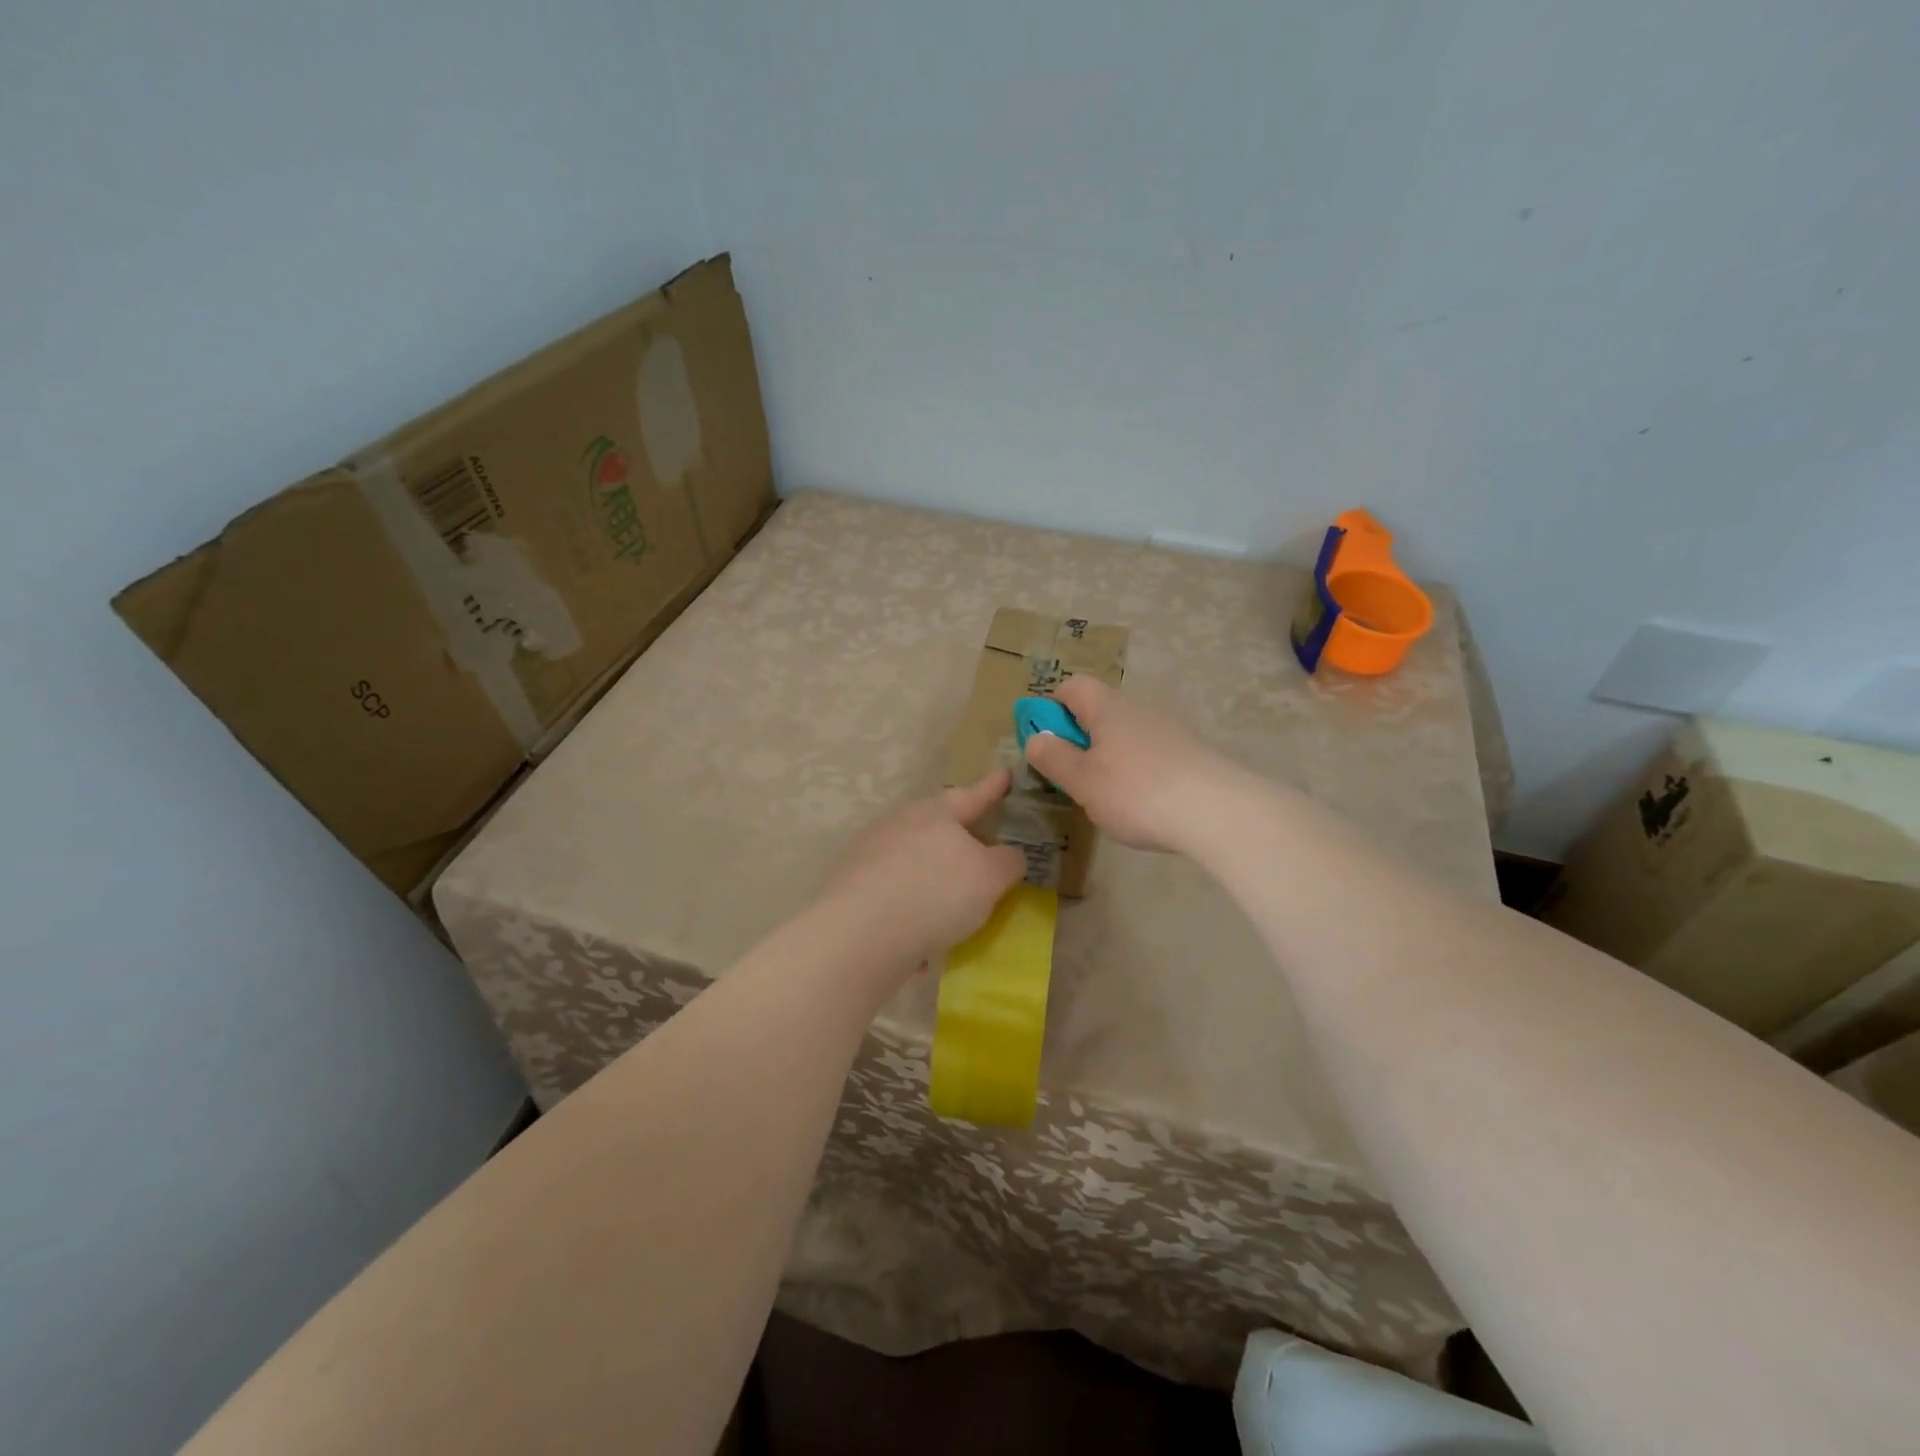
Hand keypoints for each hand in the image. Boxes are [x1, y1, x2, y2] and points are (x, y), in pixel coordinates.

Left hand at [824, 770, 1026, 965]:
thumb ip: (1006, 862)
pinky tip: (922, 942)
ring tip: (953, 903)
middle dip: (958, 835)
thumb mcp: (990, 876)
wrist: (861, 932)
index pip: (972, 796)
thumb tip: (1009, 856)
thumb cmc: (936, 891)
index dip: (992, 788)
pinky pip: (894, 896)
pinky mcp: (852, 891)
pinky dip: (912, 910)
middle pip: (936, 825)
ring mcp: (870, 856)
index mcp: (934, 814)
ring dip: (932, 877)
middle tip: (980, 845)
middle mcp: (899, 826)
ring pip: (911, 861)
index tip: (1005, 774)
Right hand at [1023, 677, 1234, 853]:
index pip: (1073, 686)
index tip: (1044, 741)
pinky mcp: (1191, 755)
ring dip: (1109, 757)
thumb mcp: (1082, 781)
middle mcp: (1140, 709)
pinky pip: (1152, 754)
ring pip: (1126, 735)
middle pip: (1100, 711)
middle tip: (1072, 777)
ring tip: (1107, 797)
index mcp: (1108, 708)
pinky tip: (1143, 804)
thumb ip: (1054, 758)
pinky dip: (1138, 771)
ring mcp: (1170, 730)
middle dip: (1080, 739)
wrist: (1218, 812)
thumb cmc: (1137, 792)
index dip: (1051, 707)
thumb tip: (1035, 739)